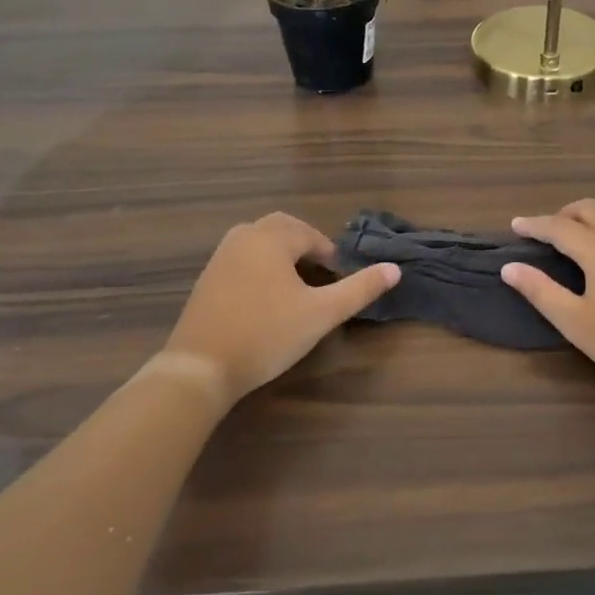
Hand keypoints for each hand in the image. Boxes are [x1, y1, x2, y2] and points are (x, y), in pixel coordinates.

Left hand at [164, 213, 398, 405]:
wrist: (199, 367)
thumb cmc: (267, 334)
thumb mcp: (321, 313)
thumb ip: (359, 289)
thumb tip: (395, 269)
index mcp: (271, 238)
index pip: (309, 233)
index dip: (328, 253)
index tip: (338, 276)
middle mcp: (243, 238)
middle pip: (281, 227)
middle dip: (304, 243)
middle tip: (320, 271)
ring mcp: (220, 257)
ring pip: (257, 240)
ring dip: (280, 252)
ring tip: (295, 282)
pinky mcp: (206, 279)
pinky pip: (240, 257)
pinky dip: (258, 265)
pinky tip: (264, 296)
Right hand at [502, 200, 594, 386]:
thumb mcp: (576, 322)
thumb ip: (540, 291)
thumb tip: (510, 267)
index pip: (557, 226)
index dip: (534, 225)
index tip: (516, 226)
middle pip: (587, 208)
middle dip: (562, 215)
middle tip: (547, 233)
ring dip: (594, 214)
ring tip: (584, 233)